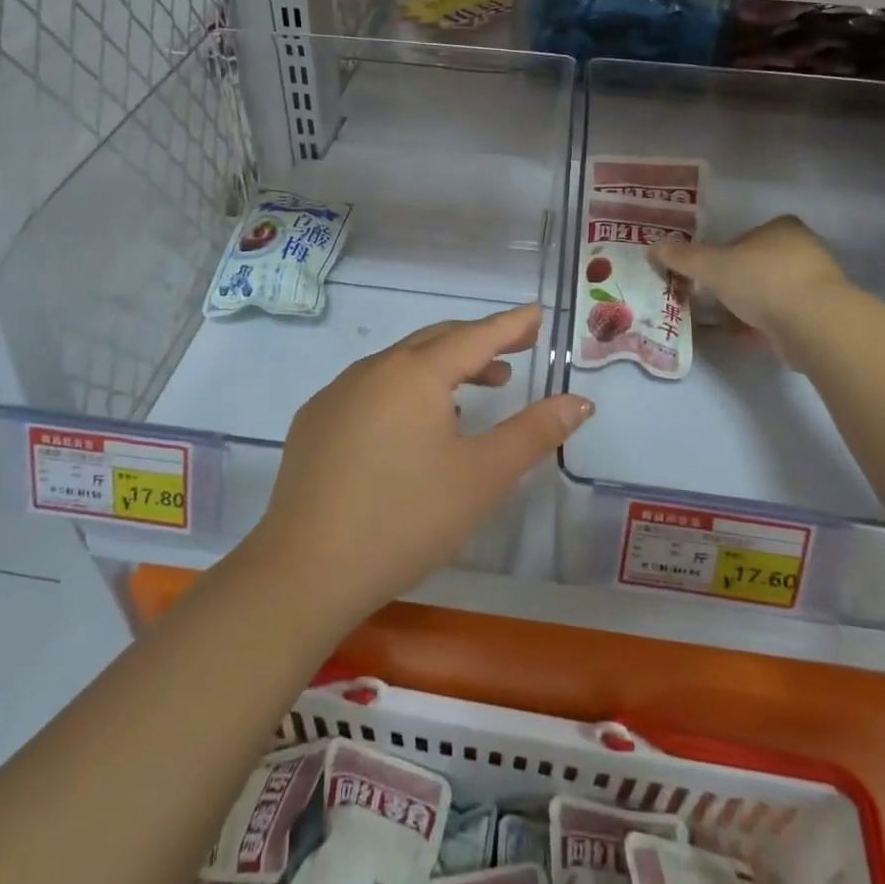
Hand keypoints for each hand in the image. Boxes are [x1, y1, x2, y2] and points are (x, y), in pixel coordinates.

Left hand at [249, 305, 592, 624]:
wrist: (306, 569)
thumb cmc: (406, 518)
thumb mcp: (481, 477)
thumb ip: (533, 433)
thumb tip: (579, 401)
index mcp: (416, 373)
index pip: (475, 337)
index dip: (510, 325)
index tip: (535, 314)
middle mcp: (373, 369)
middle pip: (435, 342)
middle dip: (477, 343)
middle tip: (514, 353)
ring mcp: (336, 394)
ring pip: (399, 365)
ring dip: (441, 369)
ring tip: (473, 390)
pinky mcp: (313, 422)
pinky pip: (369, 389)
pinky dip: (403, 392)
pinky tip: (411, 426)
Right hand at [649, 216, 854, 366]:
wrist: (814, 323)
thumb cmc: (762, 281)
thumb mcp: (712, 266)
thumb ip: (682, 258)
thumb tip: (652, 248)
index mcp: (782, 228)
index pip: (744, 237)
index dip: (722, 254)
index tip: (707, 275)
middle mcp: (803, 249)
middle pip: (756, 265)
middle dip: (734, 283)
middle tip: (712, 299)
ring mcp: (816, 282)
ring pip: (770, 291)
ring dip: (748, 305)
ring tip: (725, 321)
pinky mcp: (821, 313)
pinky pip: (783, 315)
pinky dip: (763, 324)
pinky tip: (746, 336)